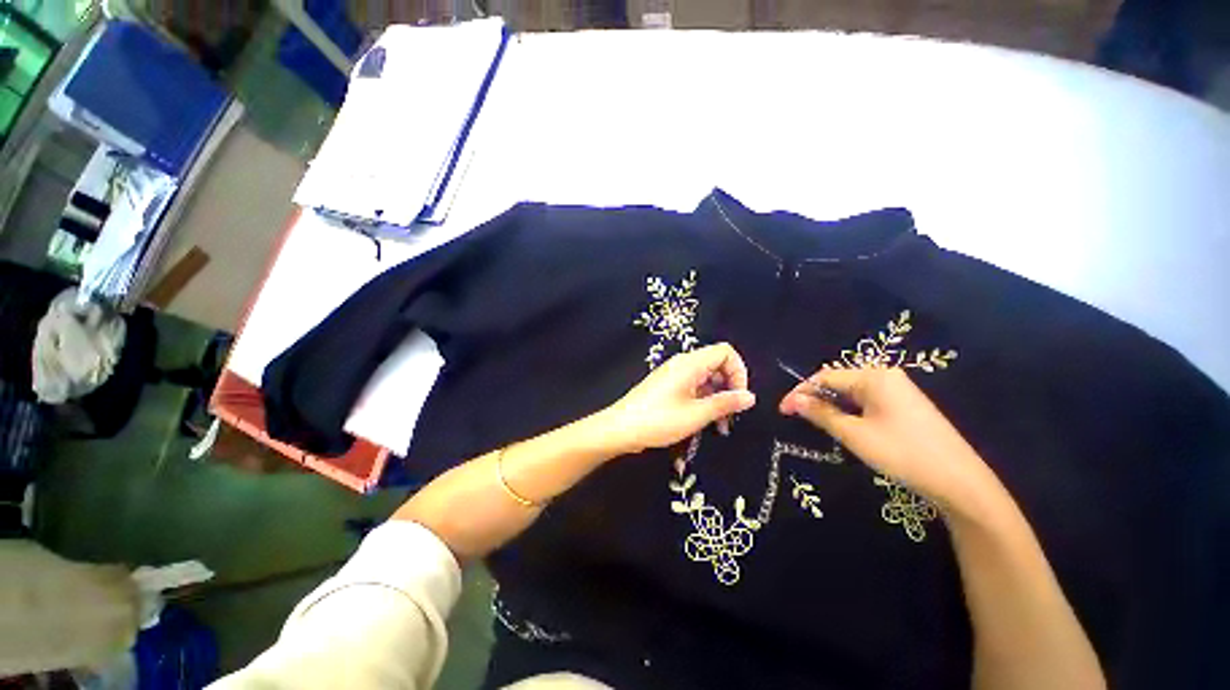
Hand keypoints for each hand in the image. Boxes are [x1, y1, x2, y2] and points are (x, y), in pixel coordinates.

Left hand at [599, 343, 756, 454]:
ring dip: (717, 398)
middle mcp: (683, 364)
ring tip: (721, 426)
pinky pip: (693, 387)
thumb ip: (725, 403)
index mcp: (690, 363)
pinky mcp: (668, 386)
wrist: (620, 428)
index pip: (725, 352)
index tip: (740, 396)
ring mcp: (674, 375)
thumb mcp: (696, 415)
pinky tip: (705, 422)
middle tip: (733, 415)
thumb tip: (750, 397)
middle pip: (717, 365)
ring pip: (706, 378)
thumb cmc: (659, 420)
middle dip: (729, 387)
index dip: (739, 371)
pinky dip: (704, 401)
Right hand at [780, 367, 1001, 513]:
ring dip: (831, 405)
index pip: (824, 377)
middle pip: (838, 381)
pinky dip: (849, 410)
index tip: (782, 410)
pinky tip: (845, 425)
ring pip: (851, 392)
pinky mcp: (905, 404)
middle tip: (797, 417)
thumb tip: (792, 401)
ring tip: (816, 423)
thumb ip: (821, 414)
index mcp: (873, 377)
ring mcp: (898, 390)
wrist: (960, 482)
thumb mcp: (855, 434)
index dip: (800, 392)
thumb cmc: (903, 453)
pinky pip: (867, 400)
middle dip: (814, 397)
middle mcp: (885, 376)